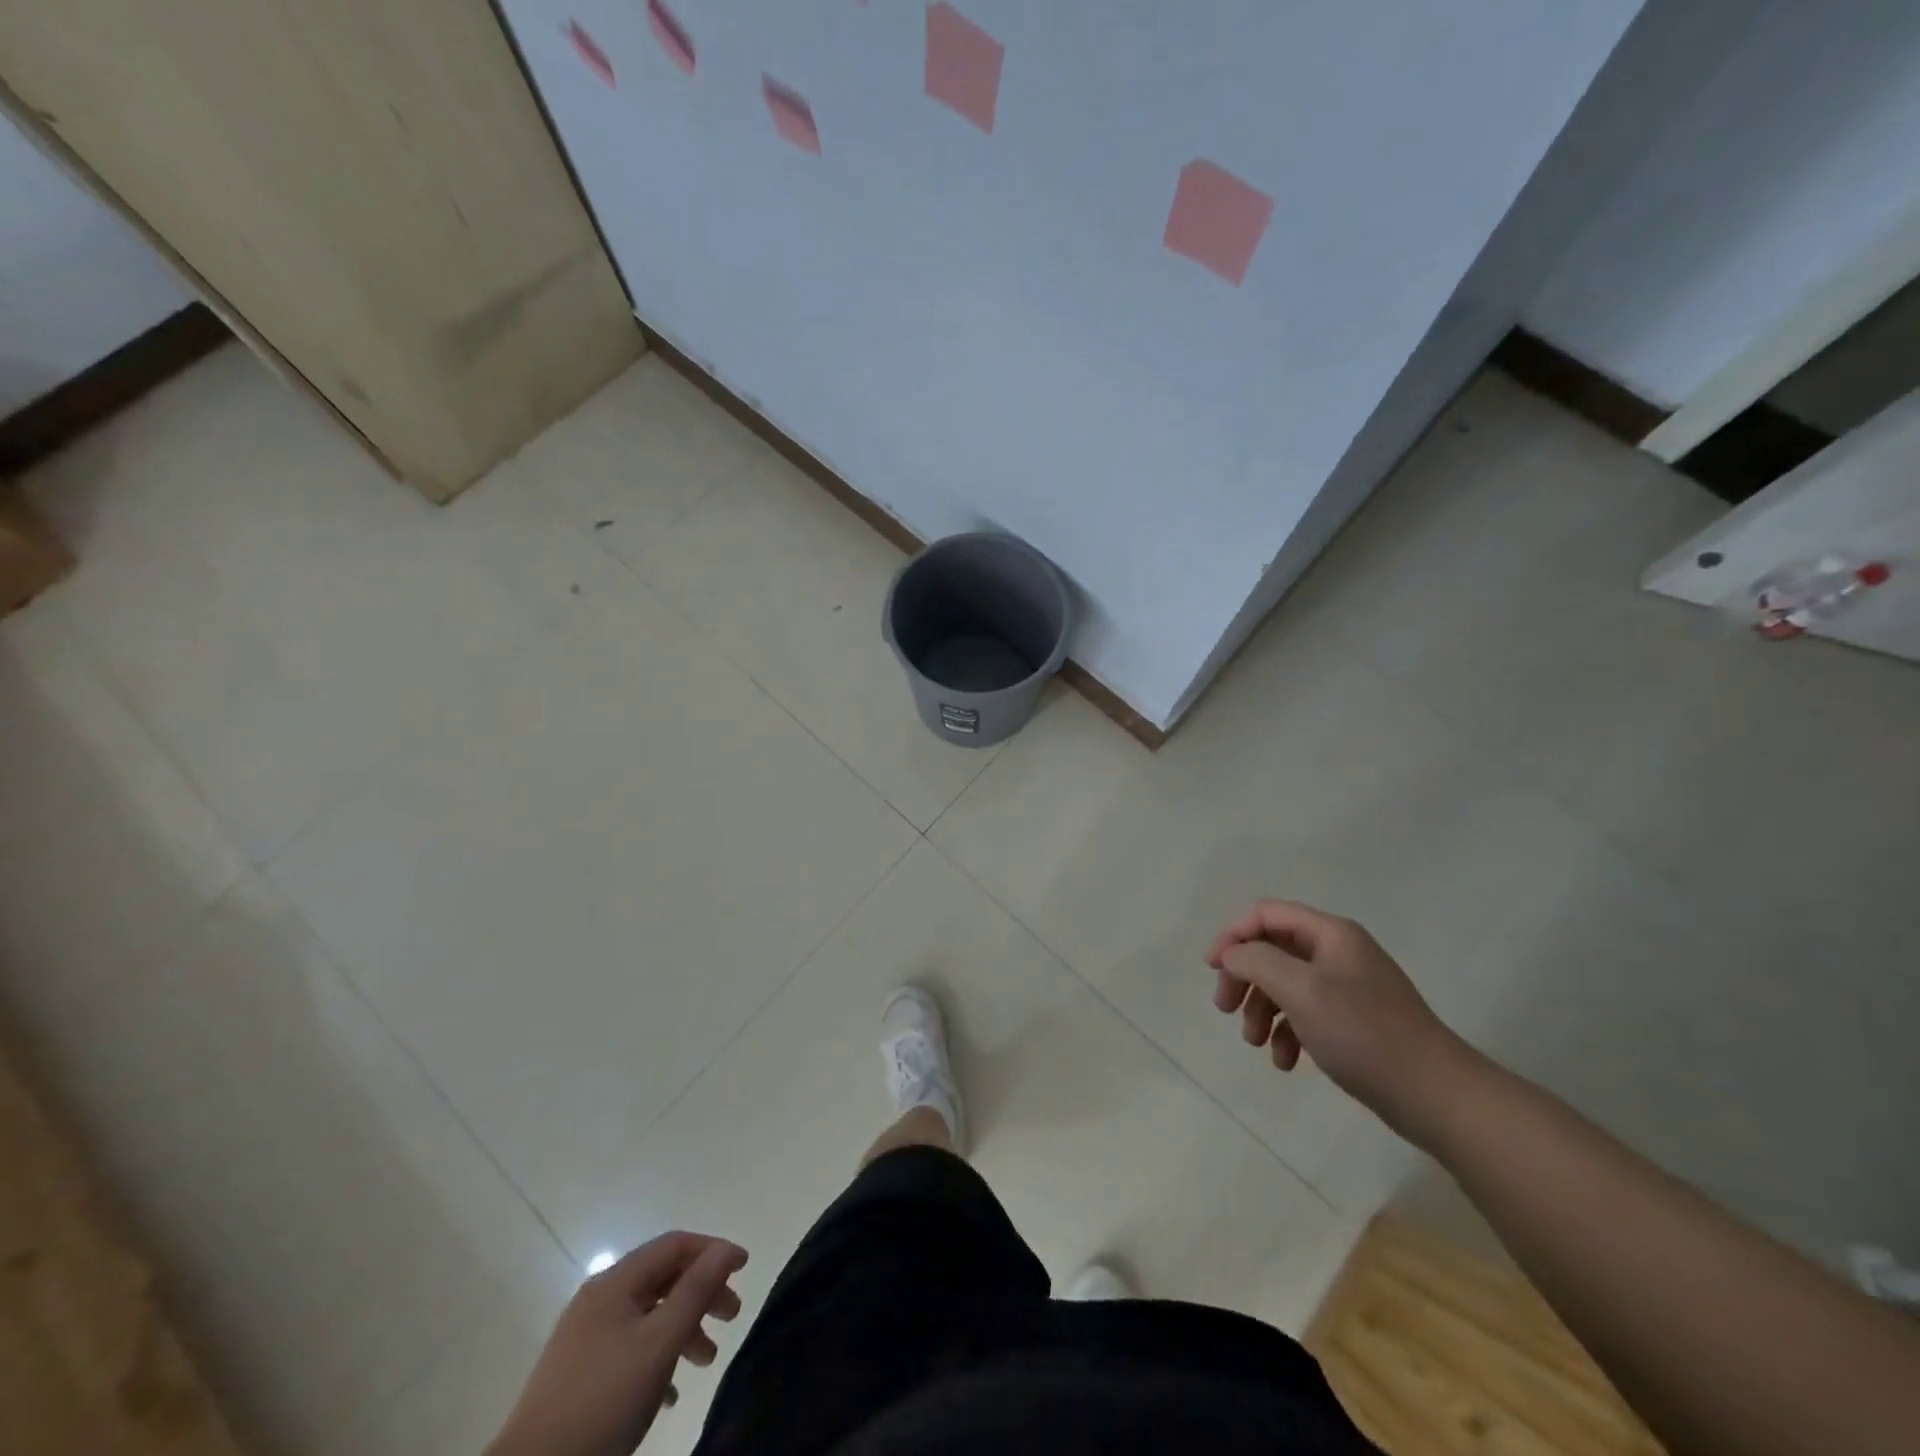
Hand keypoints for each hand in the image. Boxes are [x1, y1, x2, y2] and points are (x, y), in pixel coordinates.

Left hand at [488, 1232, 747, 1455]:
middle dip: (702, 1292)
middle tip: (732, 1317)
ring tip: (706, 1360)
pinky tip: (671, 1391)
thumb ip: (696, 1290)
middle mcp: (599, 1299)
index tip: (744, 1269)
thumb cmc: (603, 1400)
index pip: (674, 1244)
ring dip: (683, 1328)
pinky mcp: (578, 1374)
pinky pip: (630, 1347)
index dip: (713, 1250)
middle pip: (663, 1277)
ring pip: (648, 1315)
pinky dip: (658, 1356)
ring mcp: (585, 1337)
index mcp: (615, 1282)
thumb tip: (727, 1249)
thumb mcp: (659, 1343)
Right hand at [1206, 900, 1477, 1143]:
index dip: (1233, 935)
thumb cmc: (1363, 1033)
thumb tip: (1233, 953)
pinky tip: (1286, 1062)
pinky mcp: (1354, 1021)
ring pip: (1286, 984)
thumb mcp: (1300, 990)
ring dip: (1262, 1010)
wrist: (1436, 1095)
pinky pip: (1306, 1014)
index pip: (1266, 914)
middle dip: (1244, 978)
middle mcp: (1338, 952)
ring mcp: (1348, 988)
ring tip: (1255, 1043)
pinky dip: (1288, 1033)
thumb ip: (1257, 961)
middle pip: (1272, 949)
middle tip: (1225, 1009)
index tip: (1212, 969)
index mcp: (1330, 934)